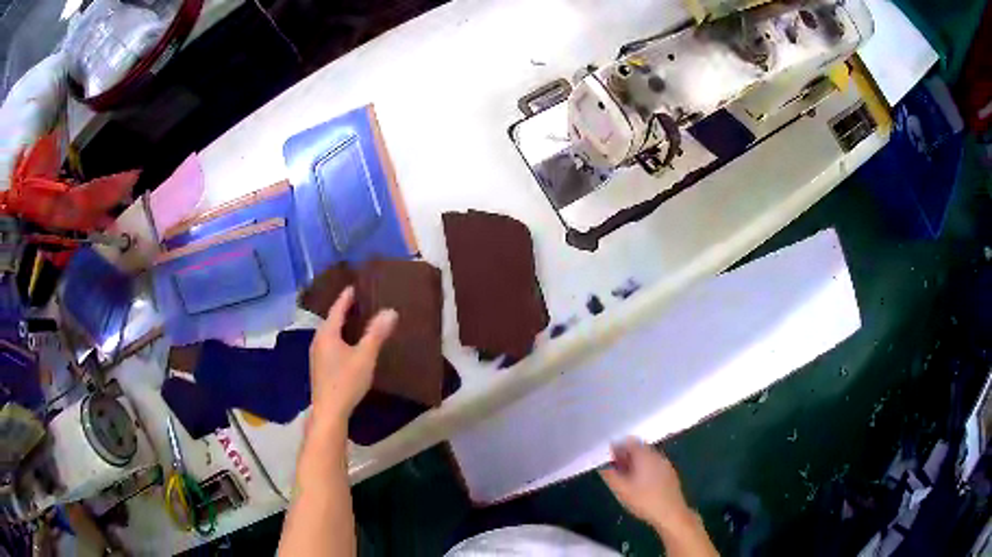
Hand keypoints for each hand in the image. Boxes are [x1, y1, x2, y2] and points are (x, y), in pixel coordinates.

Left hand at [308, 286, 397, 427]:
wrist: (329, 411)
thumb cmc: (346, 381)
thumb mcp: (365, 356)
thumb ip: (377, 333)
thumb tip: (390, 311)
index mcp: (327, 334)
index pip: (337, 309)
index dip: (346, 297)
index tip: (354, 286)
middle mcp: (318, 341)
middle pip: (332, 320)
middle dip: (344, 310)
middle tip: (359, 301)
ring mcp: (317, 355)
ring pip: (330, 333)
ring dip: (342, 325)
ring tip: (356, 321)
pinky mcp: (320, 368)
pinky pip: (330, 344)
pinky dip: (340, 338)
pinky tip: (349, 345)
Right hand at [600, 438, 691, 530]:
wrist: (671, 514)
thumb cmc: (644, 501)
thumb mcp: (621, 490)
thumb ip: (610, 474)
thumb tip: (602, 465)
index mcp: (645, 456)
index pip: (629, 441)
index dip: (617, 447)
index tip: (608, 459)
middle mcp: (657, 455)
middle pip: (639, 448)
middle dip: (625, 456)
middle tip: (615, 469)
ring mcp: (666, 464)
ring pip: (647, 457)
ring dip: (635, 463)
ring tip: (625, 479)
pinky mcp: (670, 474)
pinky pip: (654, 465)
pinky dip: (644, 469)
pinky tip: (640, 485)